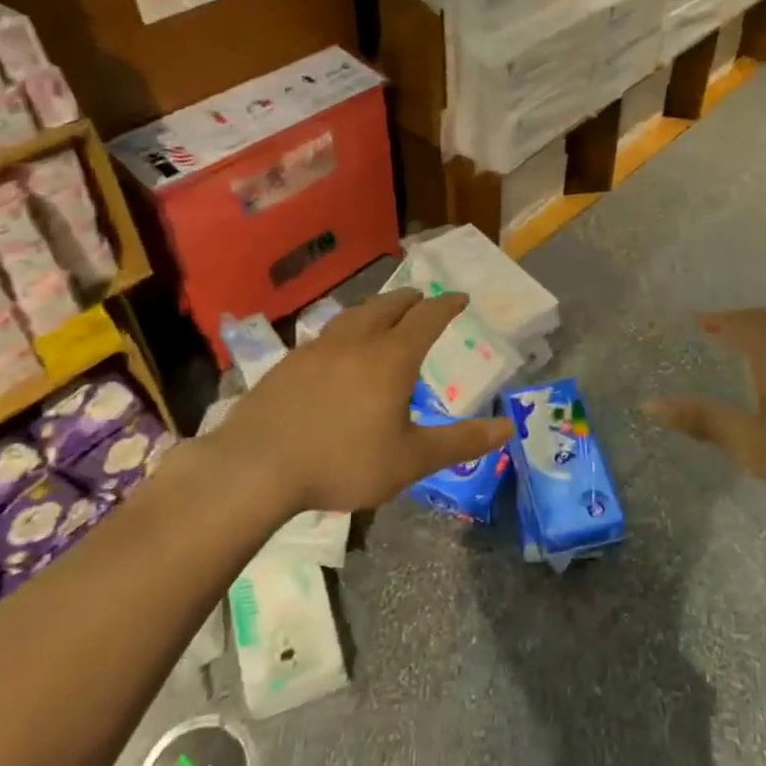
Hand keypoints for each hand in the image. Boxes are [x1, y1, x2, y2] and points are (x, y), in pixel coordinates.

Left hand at [210, 289, 511, 515]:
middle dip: (409, 300)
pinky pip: (326, 335)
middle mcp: (356, 342)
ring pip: (353, 316)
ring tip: (382, 313)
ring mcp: (317, 349)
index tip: (460, 298)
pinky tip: (337, 349)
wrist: (257, 467)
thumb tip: (508, 428)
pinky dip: (344, 330)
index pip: (426, 319)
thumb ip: (460, 442)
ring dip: (375, 309)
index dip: (446, 305)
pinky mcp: (288, 364)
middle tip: (422, 298)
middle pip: (387, 307)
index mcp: (391, 358)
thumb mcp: (411, 460)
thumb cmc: (343, 463)